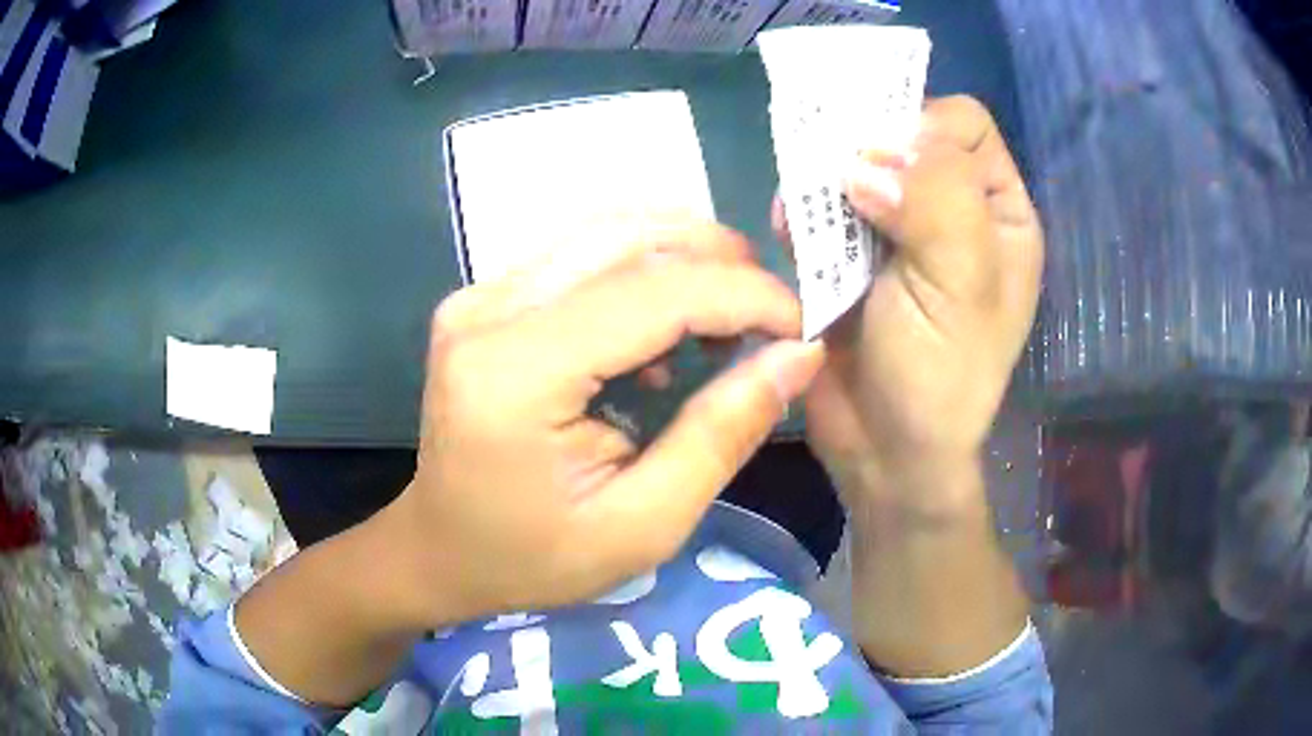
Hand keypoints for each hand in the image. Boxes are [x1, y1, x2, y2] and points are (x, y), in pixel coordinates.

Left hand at [390, 218, 824, 624]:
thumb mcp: (644, 525)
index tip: (802, 324)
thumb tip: (797, 355)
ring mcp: (478, 297)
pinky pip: (580, 257)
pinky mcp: (483, 299)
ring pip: (605, 235)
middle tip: (771, 313)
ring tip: (727, 322)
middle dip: (719, 260)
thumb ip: (721, 434)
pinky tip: (665, 334)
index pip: (653, 294)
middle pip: (627, 239)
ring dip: (683, 260)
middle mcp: (488, 311)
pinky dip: (642, 275)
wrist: (440, 550)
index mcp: (515, 372)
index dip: (743, 295)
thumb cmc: (534, 558)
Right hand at [774, 96, 1042, 518]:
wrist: (882, 451)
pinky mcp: (849, 252)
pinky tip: (791, 234)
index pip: (962, 124)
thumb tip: (867, 155)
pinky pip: (821, 204)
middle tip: (837, 183)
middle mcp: (951, 208)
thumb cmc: (941, 376)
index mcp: (997, 212)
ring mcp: (897, 227)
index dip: (922, 126)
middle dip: (864, 148)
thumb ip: (935, 201)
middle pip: (903, 132)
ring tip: (804, 215)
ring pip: (855, 162)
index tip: (889, 166)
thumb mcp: (961, 285)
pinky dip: (802, 210)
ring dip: (824, 179)